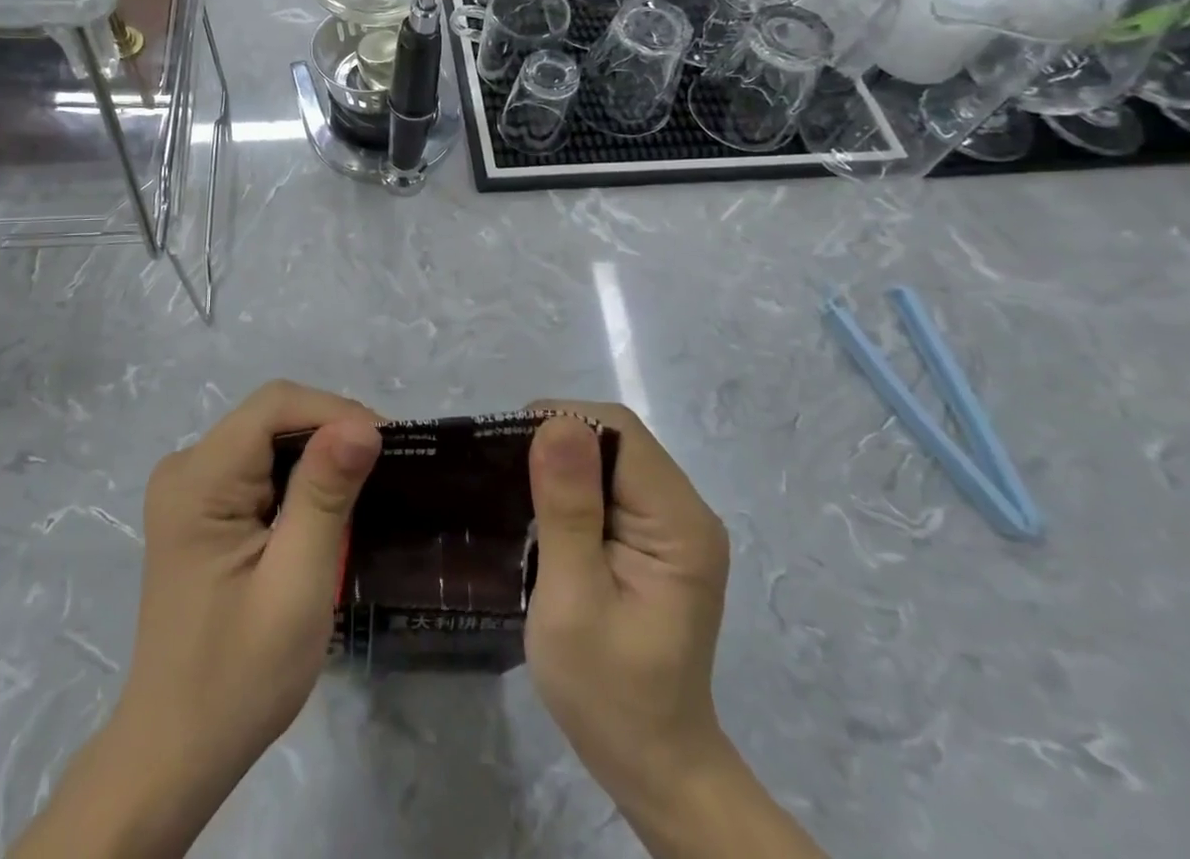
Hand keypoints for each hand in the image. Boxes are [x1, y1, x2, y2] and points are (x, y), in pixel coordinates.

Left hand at [121, 379, 380, 783]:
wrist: (176, 750)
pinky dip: (298, 476)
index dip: (335, 411)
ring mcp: (188, 487)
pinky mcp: (199, 508)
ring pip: (268, 438)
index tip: (390, 445)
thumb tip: (362, 425)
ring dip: (319, 453)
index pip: (274, 405)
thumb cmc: (239, 677)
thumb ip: (325, 496)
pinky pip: (257, 465)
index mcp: (198, 479)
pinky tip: (328, 503)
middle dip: (332, 431)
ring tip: (369, 483)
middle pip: (270, 416)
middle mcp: (185, 467)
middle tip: (388, 468)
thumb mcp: (296, 586)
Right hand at [523, 402, 732, 818]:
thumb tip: (556, 423)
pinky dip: (571, 487)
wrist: (653, 765)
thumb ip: (567, 510)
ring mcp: (673, 526)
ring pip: (609, 457)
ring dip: (561, 465)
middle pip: (616, 438)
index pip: (620, 432)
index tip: (506, 452)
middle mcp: (685, 511)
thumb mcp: (573, 601)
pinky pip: (610, 485)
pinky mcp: (656, 539)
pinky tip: (543, 514)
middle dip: (557, 443)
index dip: (561, 424)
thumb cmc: (608, 692)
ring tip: (515, 494)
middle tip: (504, 477)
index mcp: (678, 523)